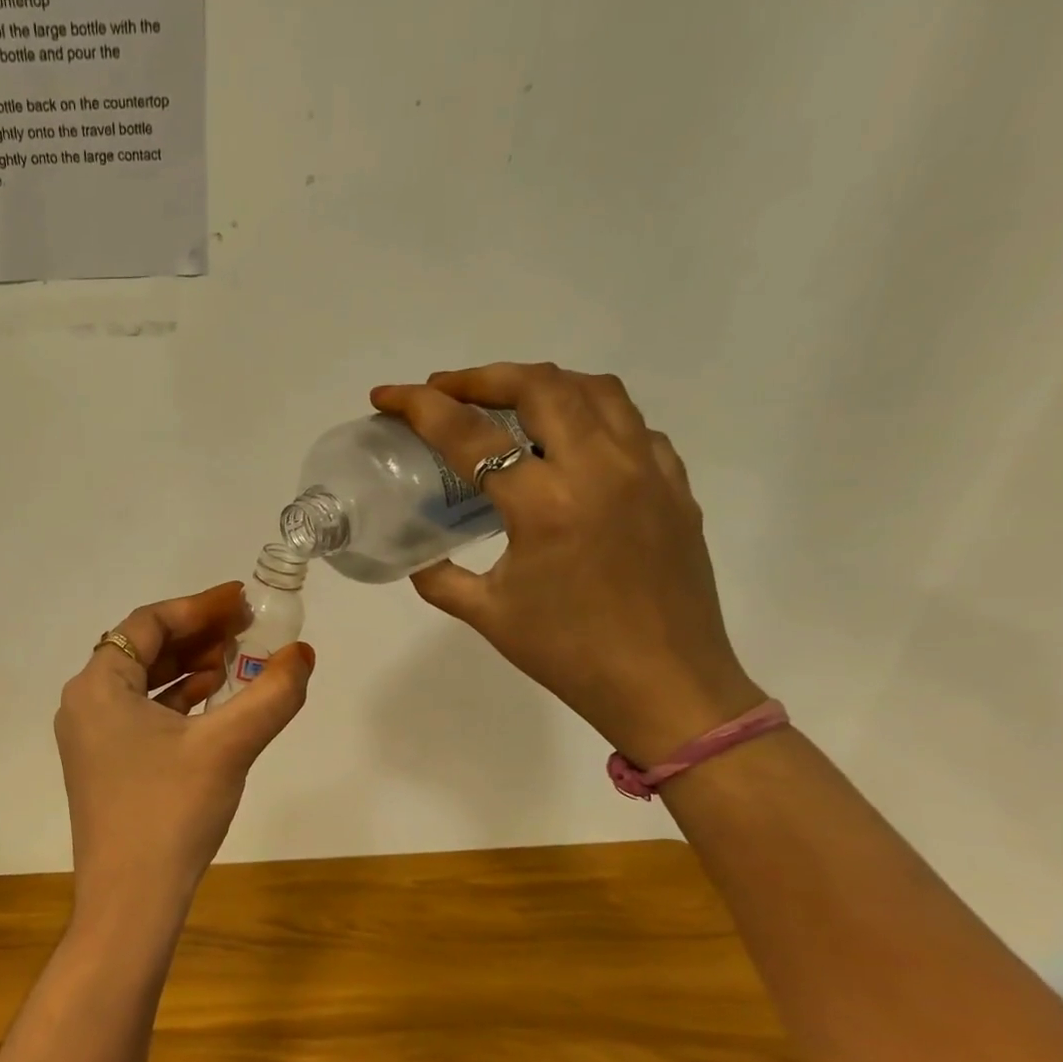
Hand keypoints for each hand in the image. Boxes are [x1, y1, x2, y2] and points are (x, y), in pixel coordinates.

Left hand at [55, 583, 314, 934]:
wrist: (130, 902)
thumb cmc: (170, 812)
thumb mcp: (228, 746)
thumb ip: (272, 694)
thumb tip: (303, 654)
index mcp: (98, 686)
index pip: (148, 623)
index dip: (199, 607)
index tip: (242, 601)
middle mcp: (85, 704)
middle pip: (143, 649)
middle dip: (196, 635)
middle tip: (246, 628)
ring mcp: (91, 738)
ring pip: (143, 683)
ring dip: (189, 667)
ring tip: (236, 660)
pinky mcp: (105, 765)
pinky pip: (142, 714)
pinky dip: (177, 700)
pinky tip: (214, 702)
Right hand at [373, 363, 764, 765]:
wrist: (666, 685)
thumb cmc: (569, 655)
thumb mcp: (488, 615)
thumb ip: (441, 578)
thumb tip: (418, 558)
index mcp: (545, 505)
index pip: (471, 435)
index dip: (420, 407)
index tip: (387, 395)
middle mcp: (599, 470)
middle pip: (539, 386)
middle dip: (481, 376)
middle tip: (445, 388)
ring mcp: (646, 471)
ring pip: (594, 390)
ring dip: (540, 383)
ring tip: (505, 398)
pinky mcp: (674, 485)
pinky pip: (632, 425)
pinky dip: (592, 415)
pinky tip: (571, 442)